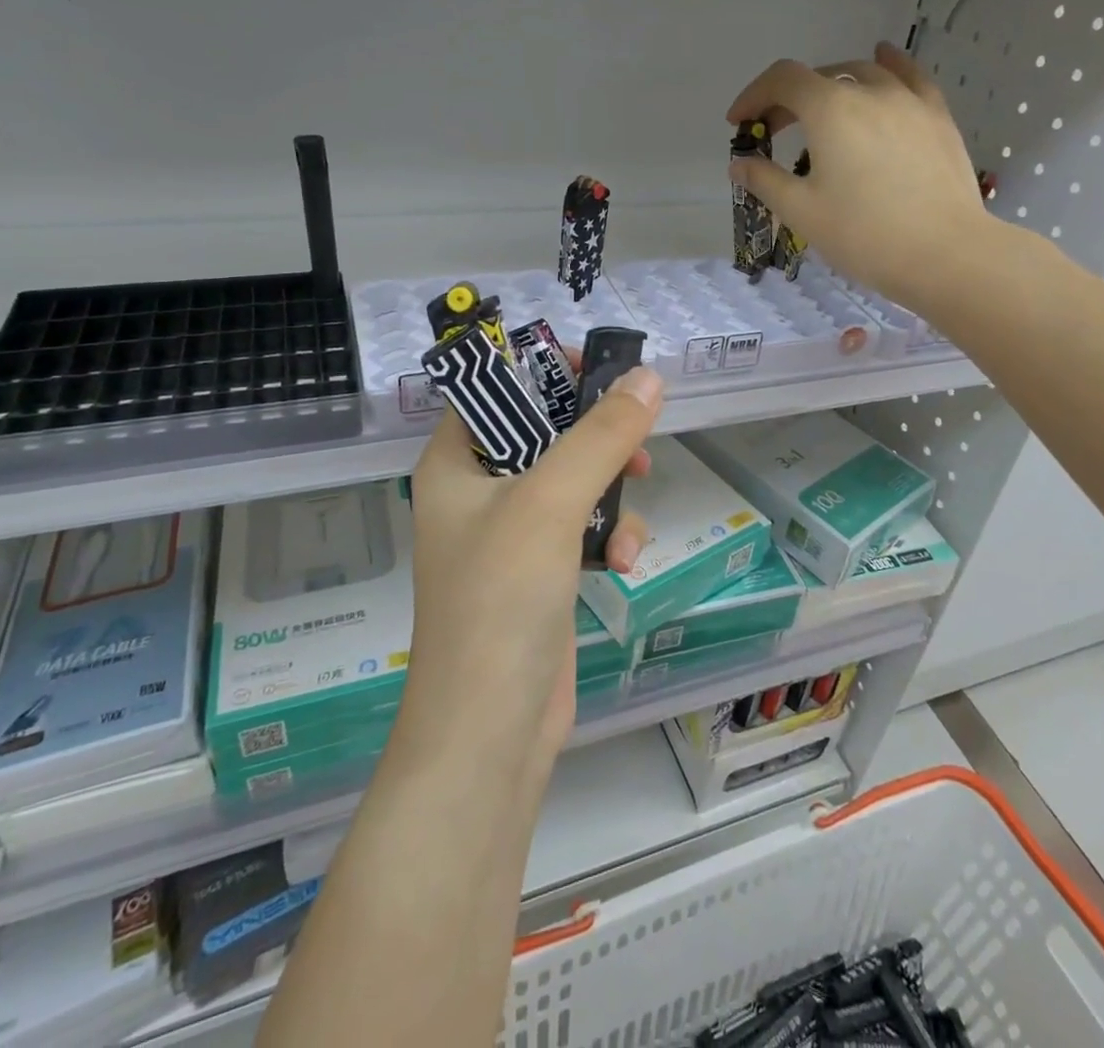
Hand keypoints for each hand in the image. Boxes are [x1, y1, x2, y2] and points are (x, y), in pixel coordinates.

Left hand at [403, 365, 663, 762]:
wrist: (490, 732)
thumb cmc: (500, 600)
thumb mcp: (551, 503)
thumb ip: (601, 436)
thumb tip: (648, 378)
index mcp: (454, 464)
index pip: (493, 390)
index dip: (542, 371)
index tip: (599, 371)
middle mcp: (477, 493)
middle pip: (544, 434)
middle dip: (595, 439)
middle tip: (634, 440)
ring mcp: (511, 536)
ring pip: (574, 482)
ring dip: (611, 494)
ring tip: (628, 521)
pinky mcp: (542, 573)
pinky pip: (584, 529)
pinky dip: (609, 537)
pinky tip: (624, 564)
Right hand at [727, 41, 993, 314]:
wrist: (945, 254)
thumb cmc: (864, 235)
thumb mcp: (802, 212)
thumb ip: (764, 180)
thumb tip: (739, 164)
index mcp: (830, 110)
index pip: (782, 80)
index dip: (753, 96)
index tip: (739, 124)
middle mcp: (870, 91)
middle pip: (819, 77)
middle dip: (787, 99)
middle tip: (774, 133)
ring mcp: (909, 100)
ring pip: (862, 74)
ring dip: (831, 87)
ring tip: (821, 112)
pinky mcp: (938, 117)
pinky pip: (909, 77)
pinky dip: (888, 66)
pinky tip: (883, 60)